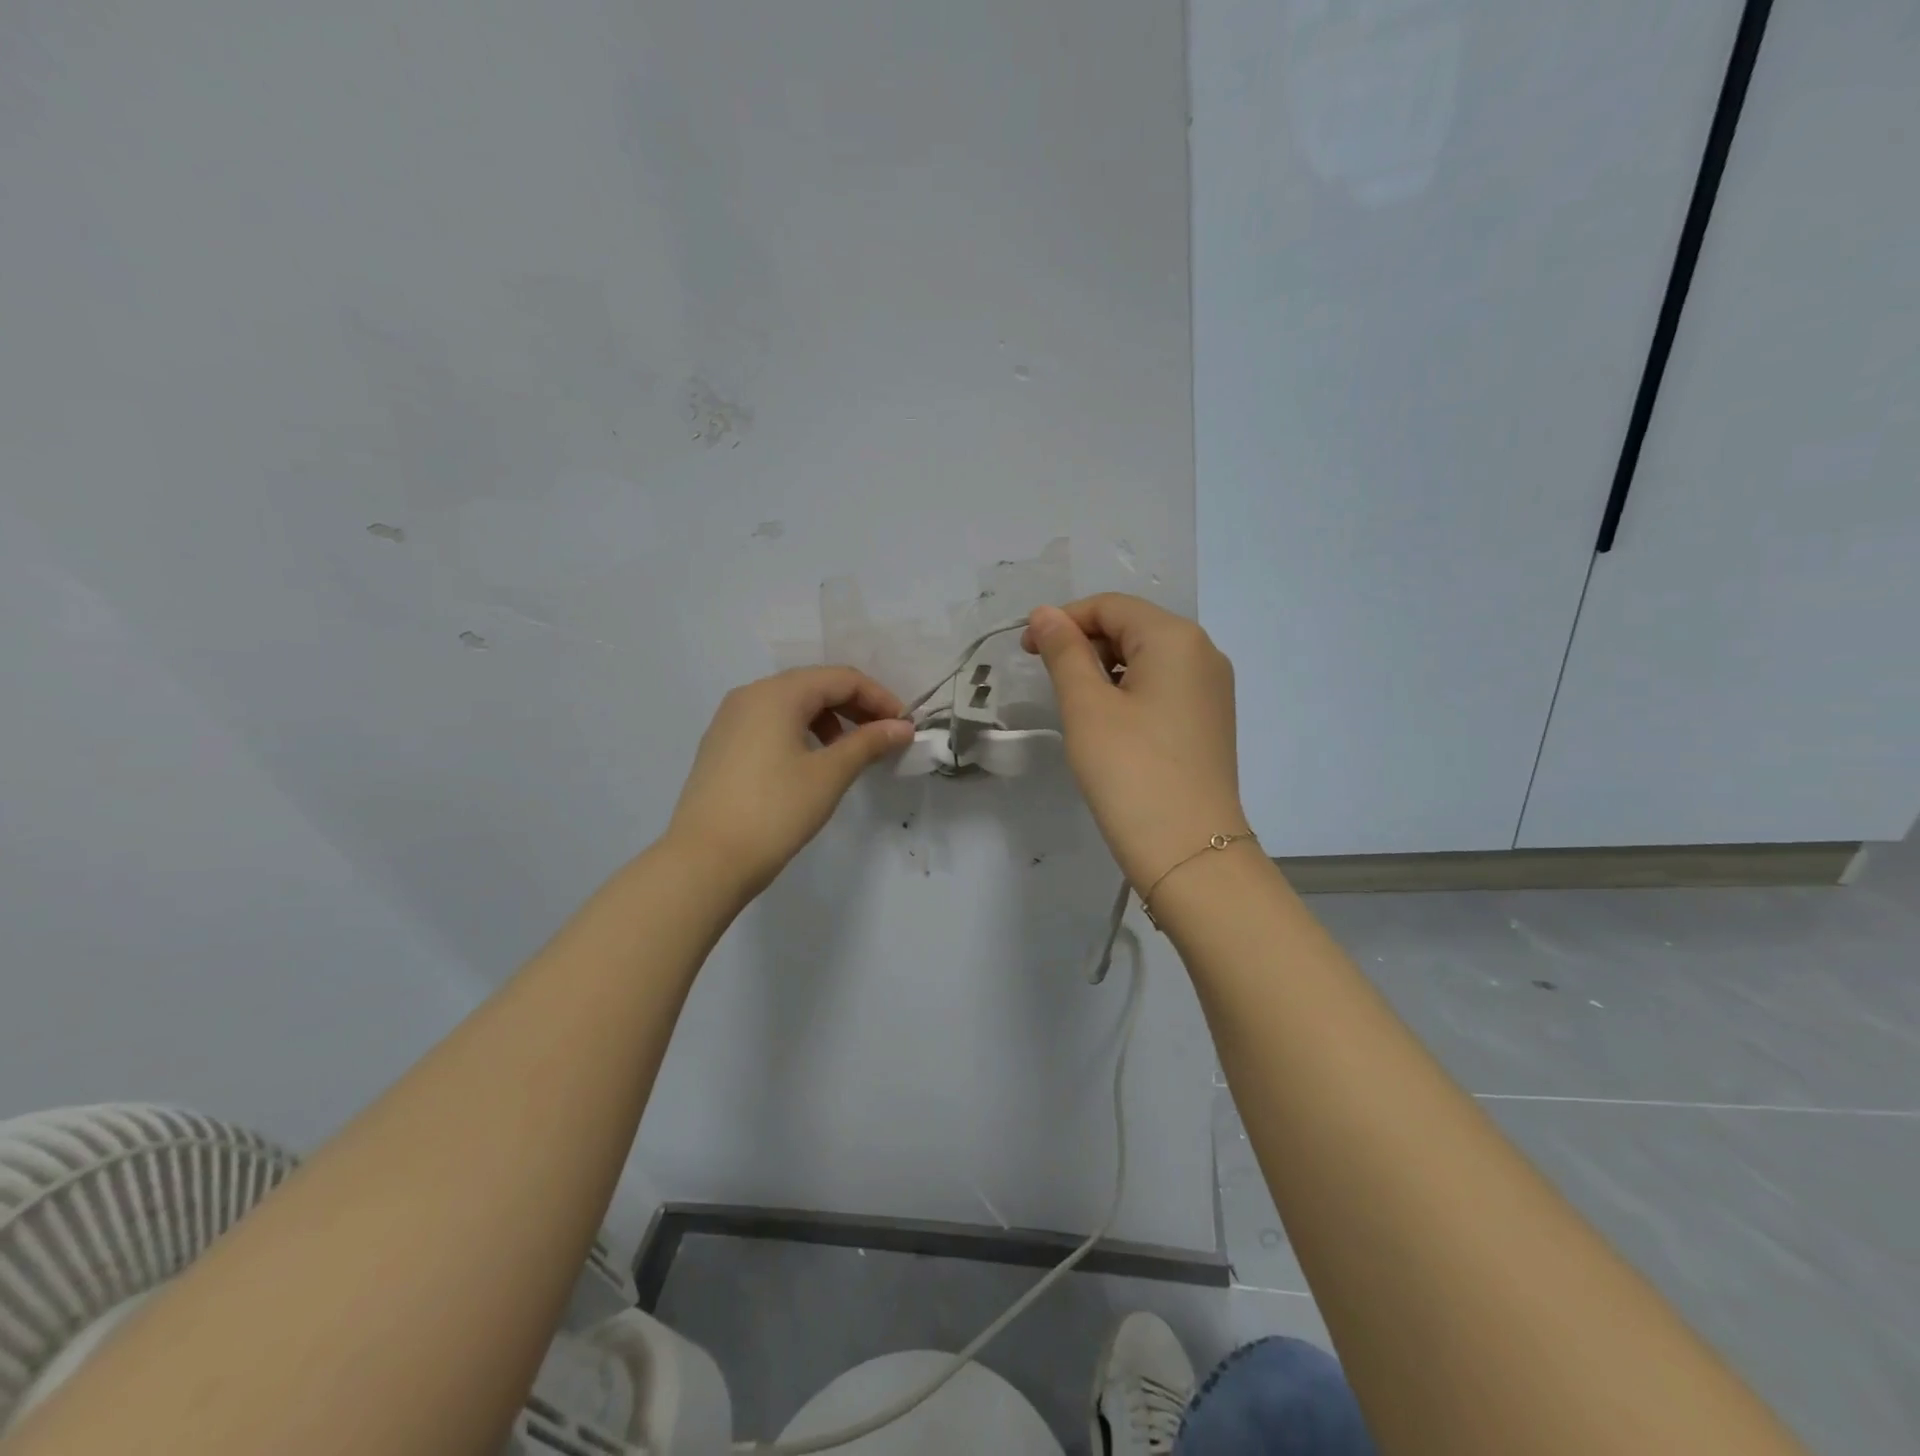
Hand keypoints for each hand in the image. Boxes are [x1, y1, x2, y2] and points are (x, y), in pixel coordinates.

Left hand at [667, 667, 913, 900]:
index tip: (904, 727)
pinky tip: (813, 763)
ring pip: (792, 705)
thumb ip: (868, 743)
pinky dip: (801, 732)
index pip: (841, 678)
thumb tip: (902, 727)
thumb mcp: (829, 774)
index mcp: (777, 693)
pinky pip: (771, 724)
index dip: (879, 698)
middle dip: (855, 707)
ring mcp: (730, 720)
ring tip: (851, 752)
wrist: (705, 861)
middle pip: (815, 686)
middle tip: (884, 738)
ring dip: (829, 720)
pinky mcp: (721, 745)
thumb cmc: (774, 811)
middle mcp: (750, 695)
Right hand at [1023, 594, 1247, 890]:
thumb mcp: (1086, 707)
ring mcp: (1212, 689)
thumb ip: (1065, 652)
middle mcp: (1204, 653)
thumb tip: (1046, 613)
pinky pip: (1163, 687)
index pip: (1111, 607)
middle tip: (1045, 677)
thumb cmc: (1130, 771)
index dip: (1063, 620)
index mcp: (1176, 638)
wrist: (1188, 851)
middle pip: (1132, 627)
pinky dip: (1128, 692)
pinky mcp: (1209, 721)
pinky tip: (1107, 722)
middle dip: (1084, 643)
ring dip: (1104, 669)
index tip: (1026, 650)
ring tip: (1073, 703)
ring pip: (1147, 659)